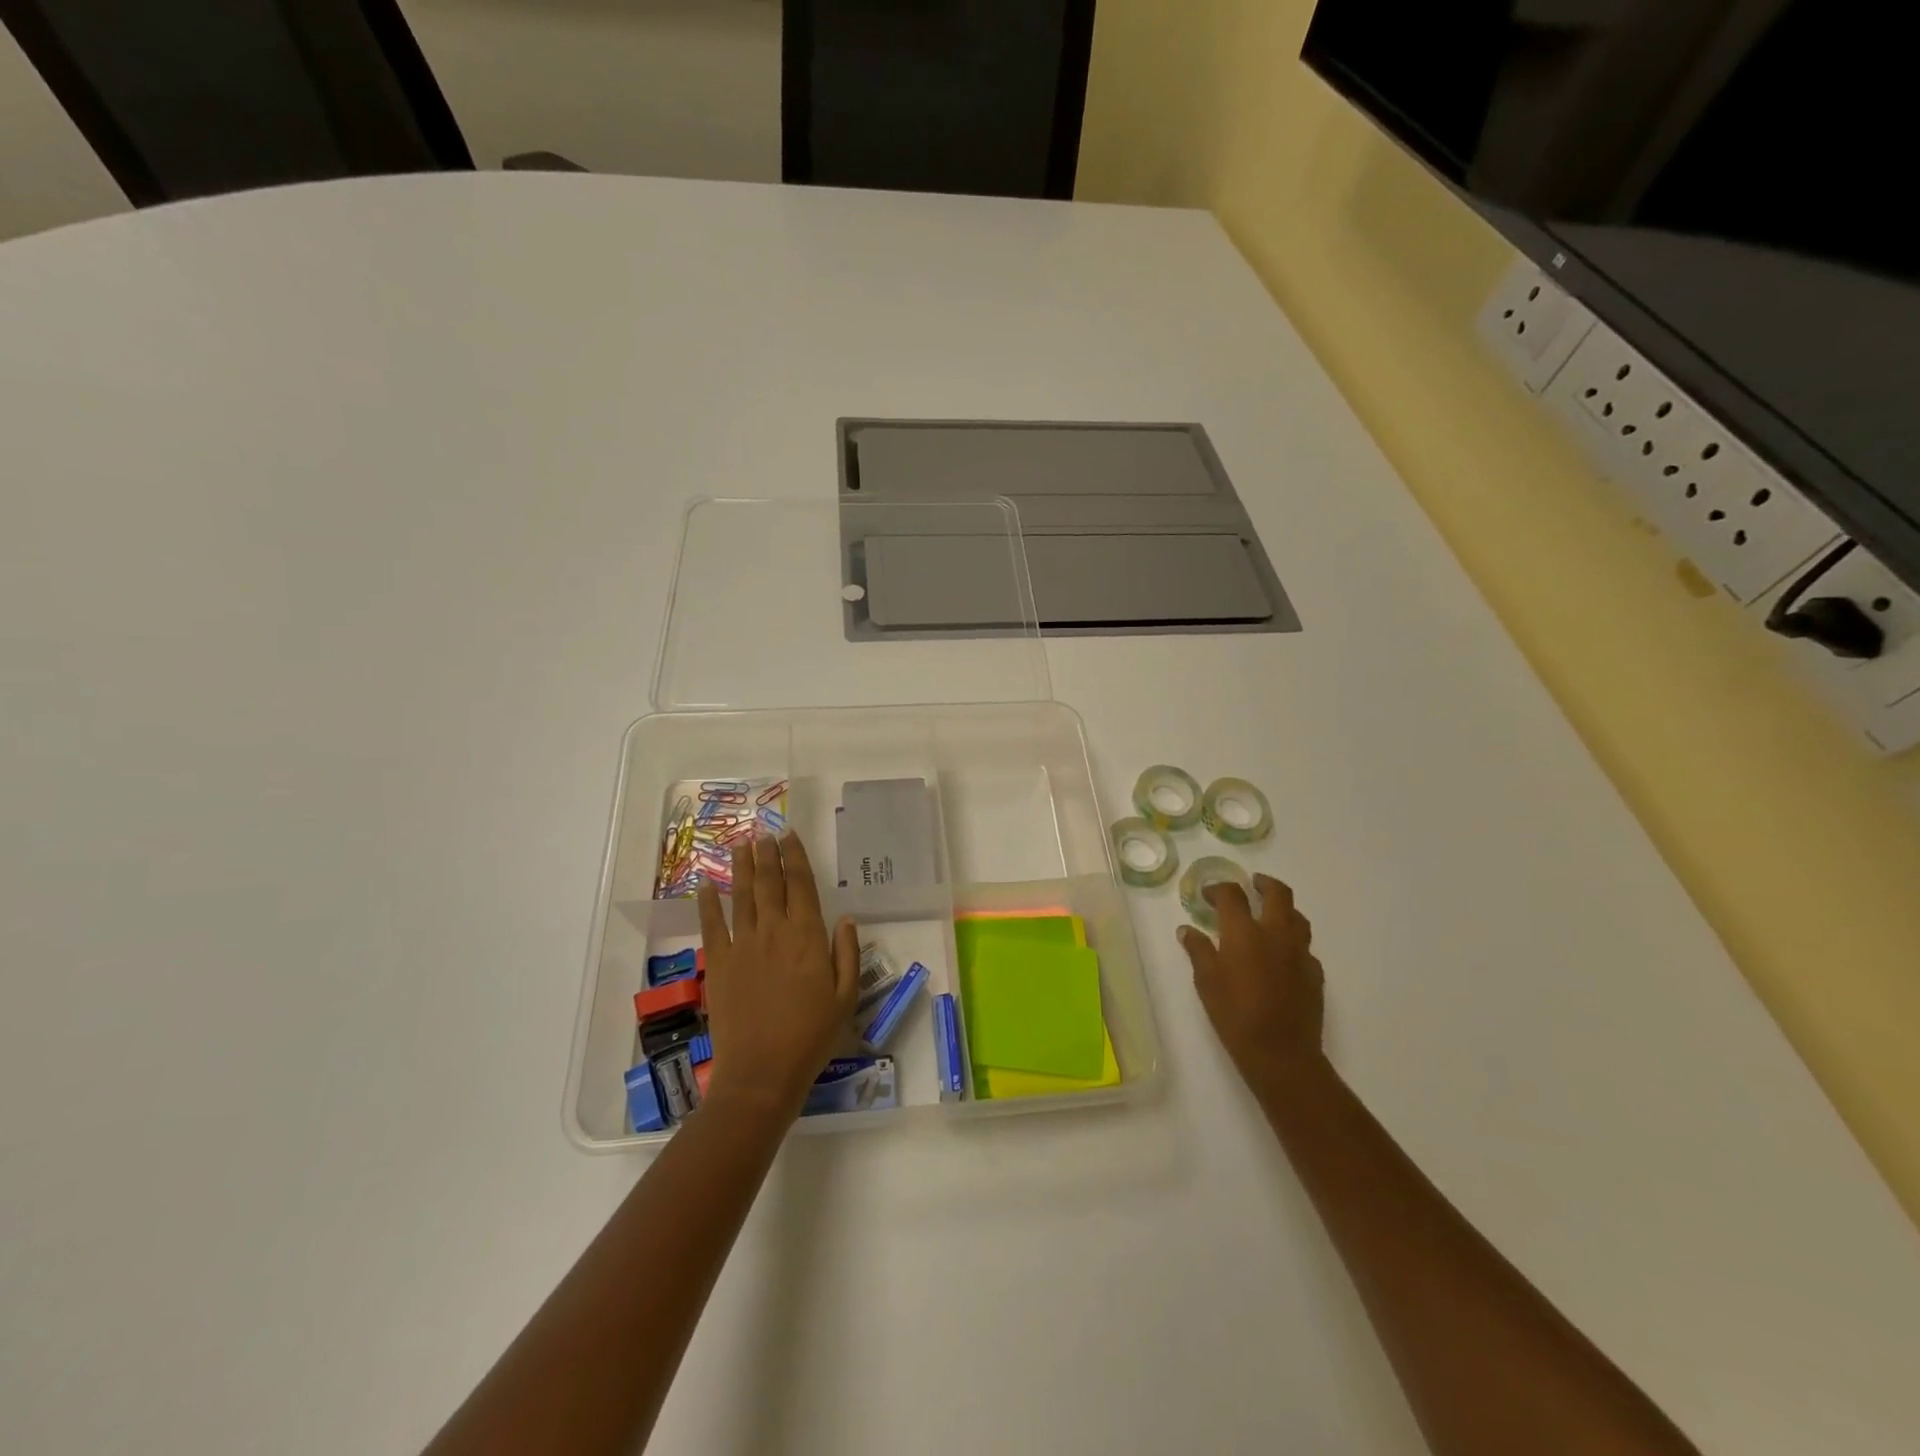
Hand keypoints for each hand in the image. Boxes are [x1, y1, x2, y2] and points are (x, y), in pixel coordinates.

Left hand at [696, 831, 858, 1121]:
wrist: (762, 1073)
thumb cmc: (811, 1037)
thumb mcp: (845, 997)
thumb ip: (848, 954)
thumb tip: (847, 919)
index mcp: (807, 936)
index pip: (802, 885)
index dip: (796, 857)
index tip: (790, 836)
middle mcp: (774, 931)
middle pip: (769, 882)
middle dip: (768, 853)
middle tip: (764, 832)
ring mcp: (742, 945)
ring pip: (742, 895)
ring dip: (741, 867)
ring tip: (741, 845)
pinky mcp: (718, 963)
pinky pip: (711, 925)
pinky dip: (708, 902)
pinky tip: (706, 884)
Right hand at [1179, 874, 1326, 1094]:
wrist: (1281, 1053)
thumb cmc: (1235, 1016)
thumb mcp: (1206, 982)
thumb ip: (1198, 951)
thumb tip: (1187, 930)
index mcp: (1244, 933)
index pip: (1232, 895)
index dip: (1217, 889)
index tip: (1208, 895)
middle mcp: (1276, 934)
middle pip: (1277, 893)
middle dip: (1263, 883)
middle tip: (1252, 884)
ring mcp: (1300, 952)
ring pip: (1297, 916)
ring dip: (1282, 908)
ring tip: (1269, 914)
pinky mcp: (1314, 972)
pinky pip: (1304, 945)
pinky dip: (1291, 940)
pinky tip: (1281, 954)